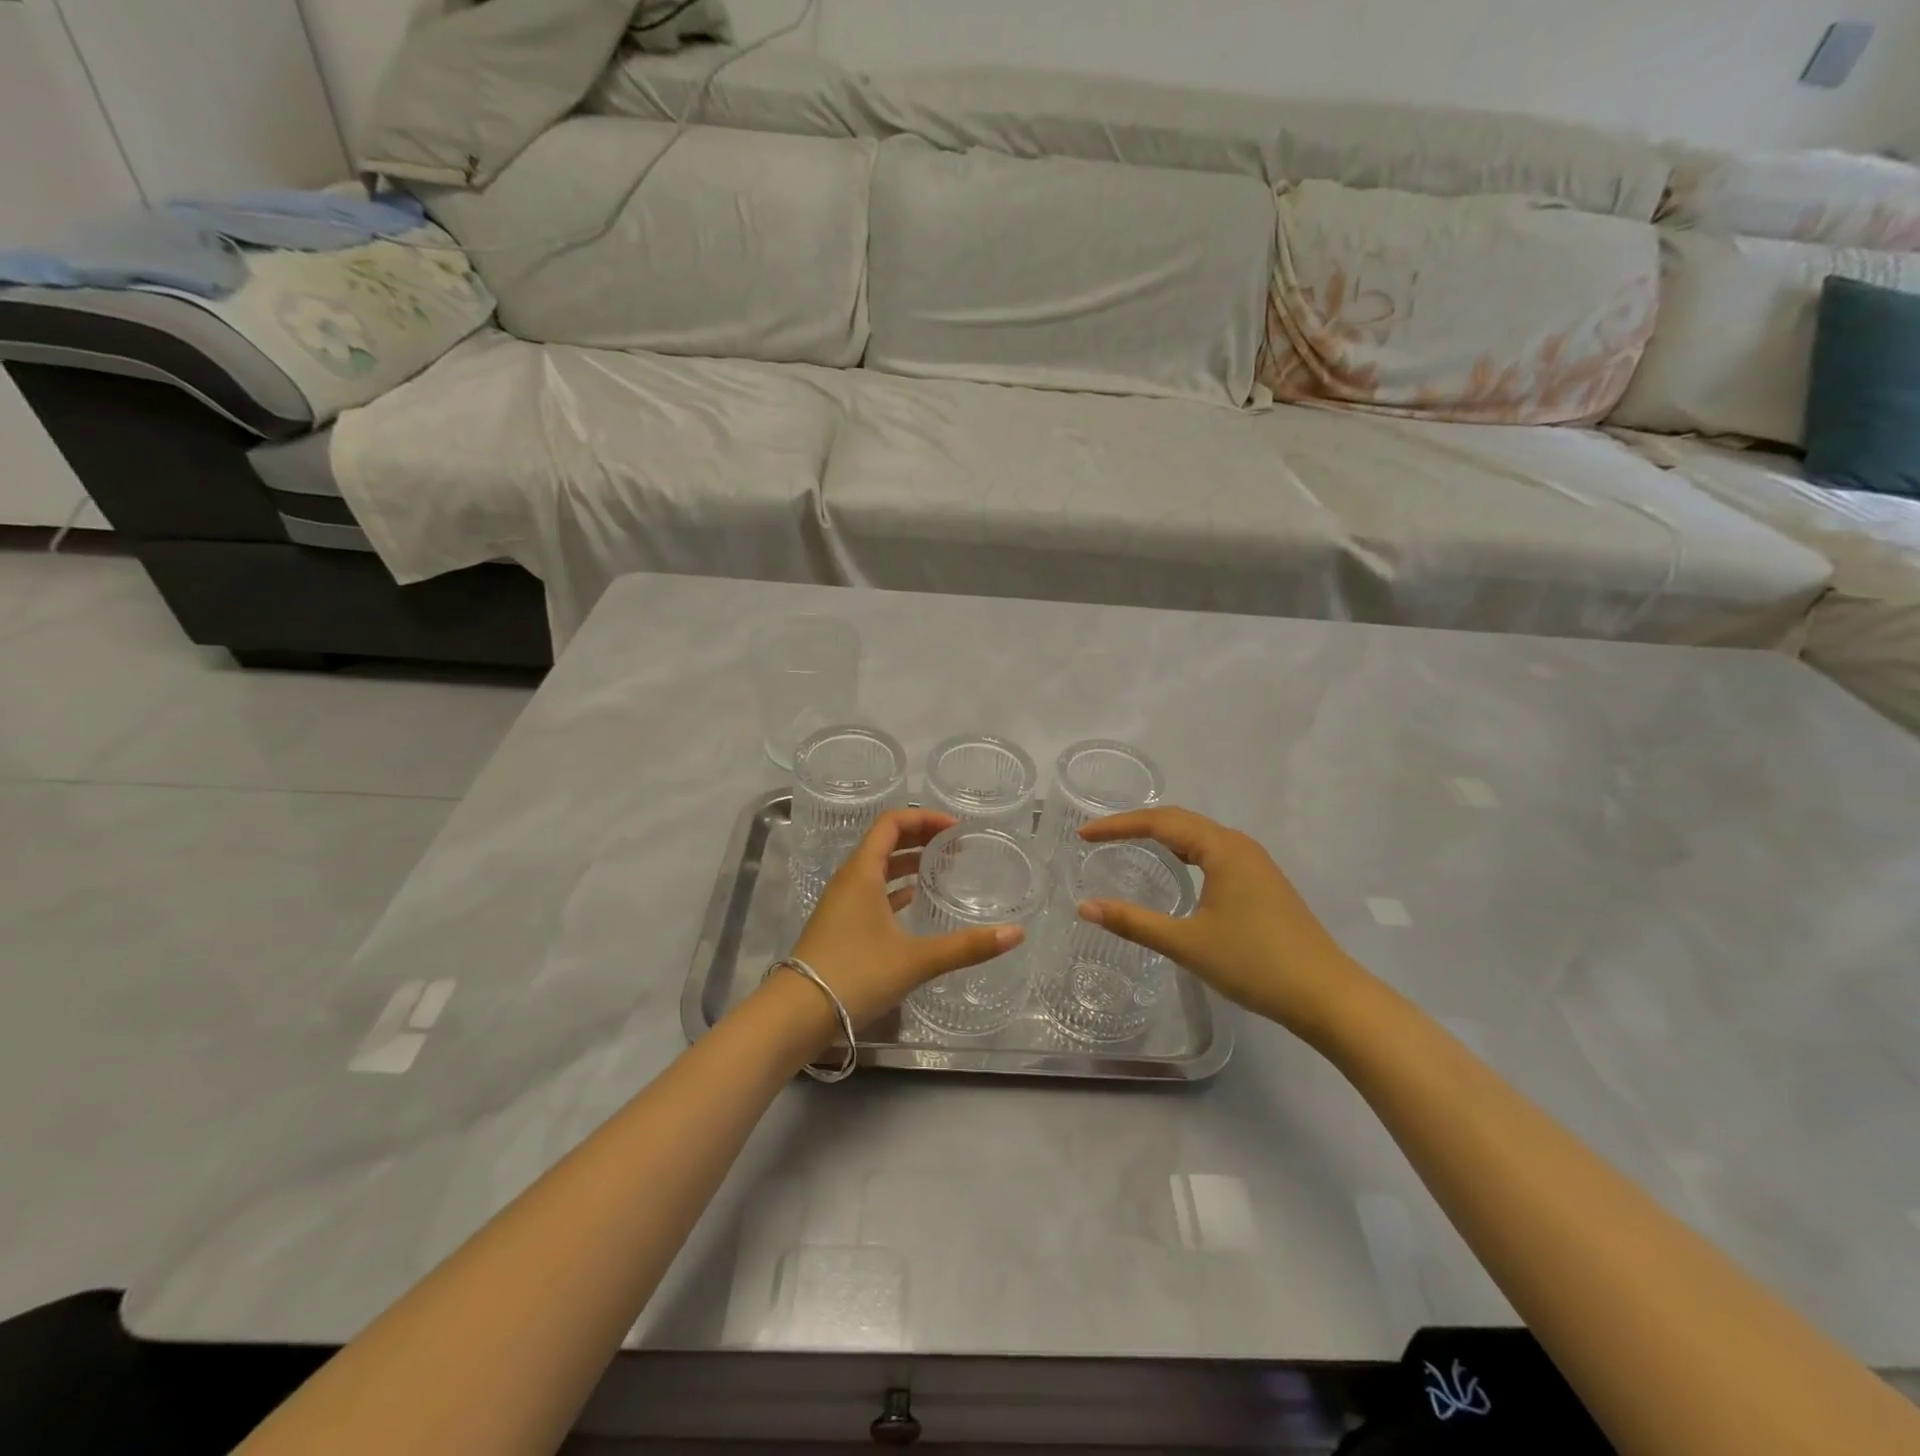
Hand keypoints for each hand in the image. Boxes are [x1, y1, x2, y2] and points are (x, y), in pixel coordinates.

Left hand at [790, 809, 1022, 1029]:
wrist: (796, 1015)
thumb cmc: (855, 975)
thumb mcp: (916, 960)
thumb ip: (966, 947)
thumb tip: (1016, 933)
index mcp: (862, 872)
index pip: (892, 823)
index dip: (924, 818)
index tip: (956, 829)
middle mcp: (849, 880)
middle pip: (885, 842)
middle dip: (920, 838)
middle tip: (956, 847)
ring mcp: (841, 904)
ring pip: (878, 869)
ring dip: (908, 863)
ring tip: (942, 869)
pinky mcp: (839, 927)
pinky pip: (871, 893)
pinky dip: (895, 890)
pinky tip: (913, 903)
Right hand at [1077, 807, 1363, 1039]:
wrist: (1326, 996)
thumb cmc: (1254, 963)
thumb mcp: (1187, 943)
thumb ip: (1133, 922)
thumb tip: (1085, 907)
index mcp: (1222, 848)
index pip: (1160, 822)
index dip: (1118, 825)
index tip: (1084, 835)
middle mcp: (1239, 845)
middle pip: (1180, 821)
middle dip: (1136, 825)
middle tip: (1098, 837)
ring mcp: (1255, 863)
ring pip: (1199, 837)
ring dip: (1161, 836)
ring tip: (1127, 845)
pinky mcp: (1262, 883)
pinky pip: (1212, 853)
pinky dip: (1183, 852)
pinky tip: (1174, 871)